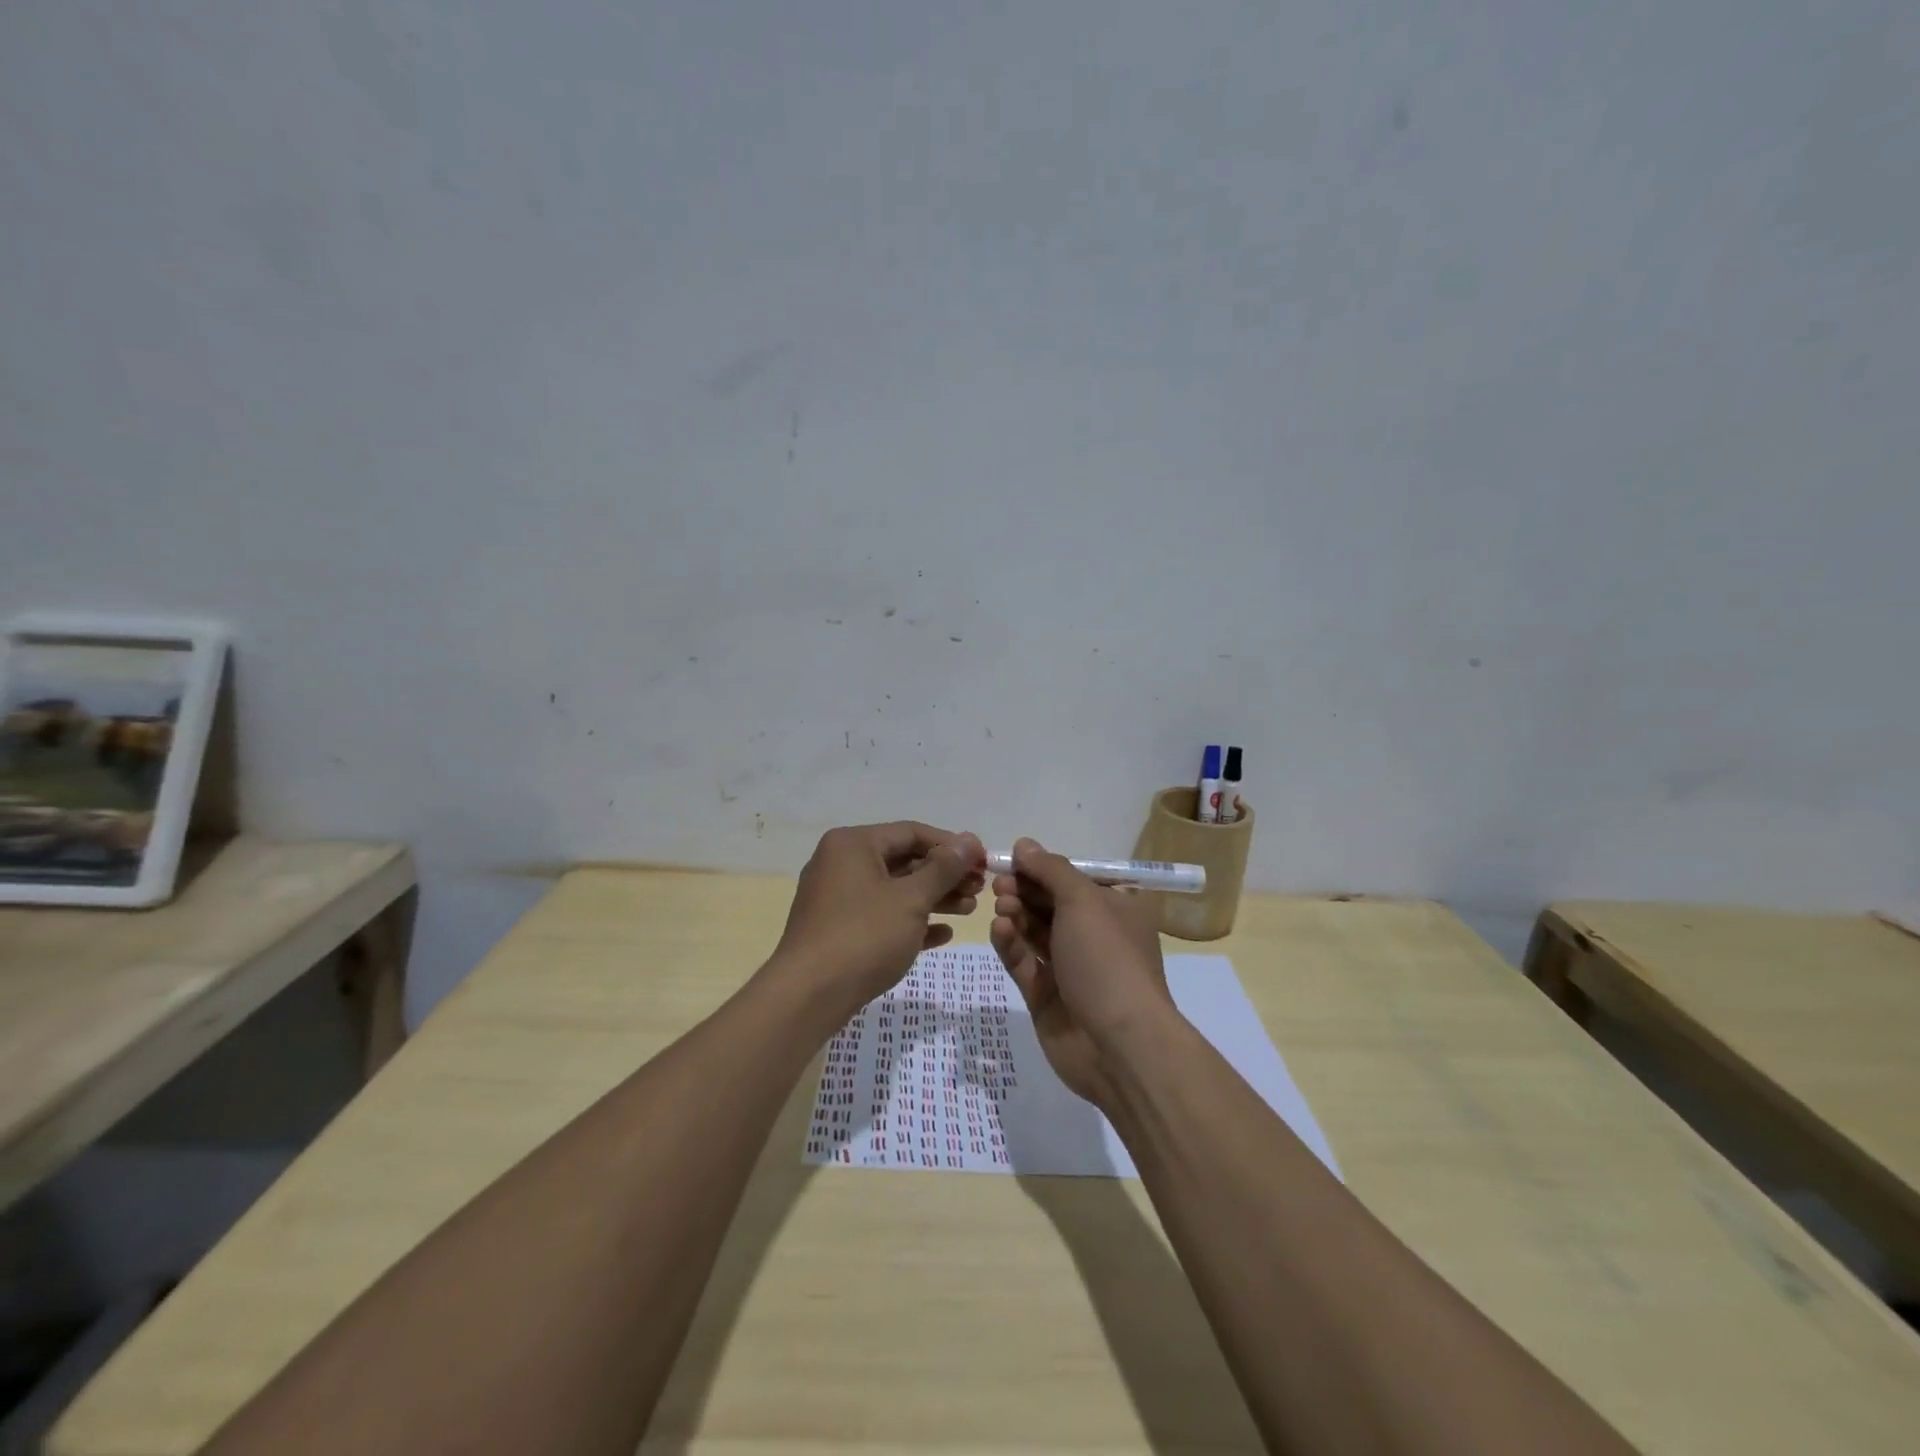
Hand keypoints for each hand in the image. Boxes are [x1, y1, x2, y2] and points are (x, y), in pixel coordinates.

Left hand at [773, 822, 984, 1022]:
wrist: (808, 997)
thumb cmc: (863, 936)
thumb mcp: (911, 899)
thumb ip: (943, 868)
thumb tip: (969, 841)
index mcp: (853, 845)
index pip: (912, 832)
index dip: (951, 845)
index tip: (984, 860)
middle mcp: (841, 864)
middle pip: (904, 861)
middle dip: (945, 874)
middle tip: (980, 889)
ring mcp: (838, 899)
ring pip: (895, 890)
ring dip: (934, 898)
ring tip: (970, 909)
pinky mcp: (839, 931)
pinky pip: (882, 917)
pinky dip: (911, 922)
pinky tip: (943, 934)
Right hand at [990, 837, 1177, 1107]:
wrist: (1118, 1045)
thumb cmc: (1107, 959)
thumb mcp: (1084, 901)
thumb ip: (1051, 870)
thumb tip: (1024, 844)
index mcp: (1116, 910)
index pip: (1075, 880)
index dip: (1044, 868)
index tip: (1013, 858)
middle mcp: (1095, 936)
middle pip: (1051, 904)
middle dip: (1025, 890)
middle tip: (999, 883)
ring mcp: (1070, 969)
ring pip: (1035, 932)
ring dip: (1016, 914)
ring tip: (999, 904)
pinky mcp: (1046, 997)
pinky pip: (1024, 963)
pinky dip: (1011, 945)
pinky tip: (999, 929)